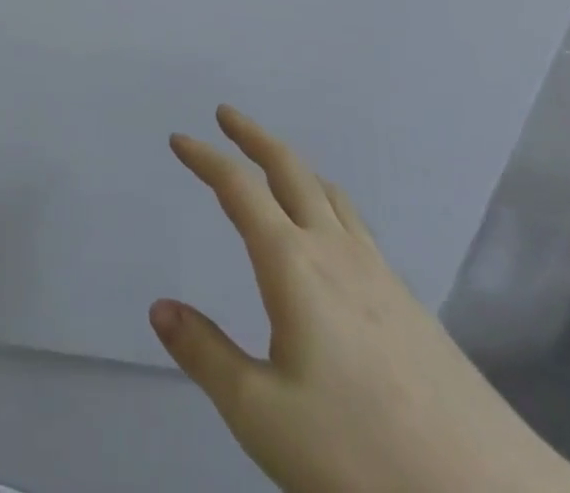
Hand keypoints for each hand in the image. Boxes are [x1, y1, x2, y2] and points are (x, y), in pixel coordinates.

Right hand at [152, 107, 569, 492]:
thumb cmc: (360, 453)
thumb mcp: (262, 415)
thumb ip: (206, 356)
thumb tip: (160, 308)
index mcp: (294, 264)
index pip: (239, 190)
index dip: (206, 158)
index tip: (180, 139)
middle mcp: (335, 251)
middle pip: (290, 170)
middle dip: (254, 137)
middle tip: (226, 116)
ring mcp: (378, 273)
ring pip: (329, 193)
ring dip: (293, 165)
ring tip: (275, 164)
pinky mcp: (409, 302)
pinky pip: (354, 223)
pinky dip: (325, 199)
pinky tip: (330, 235)